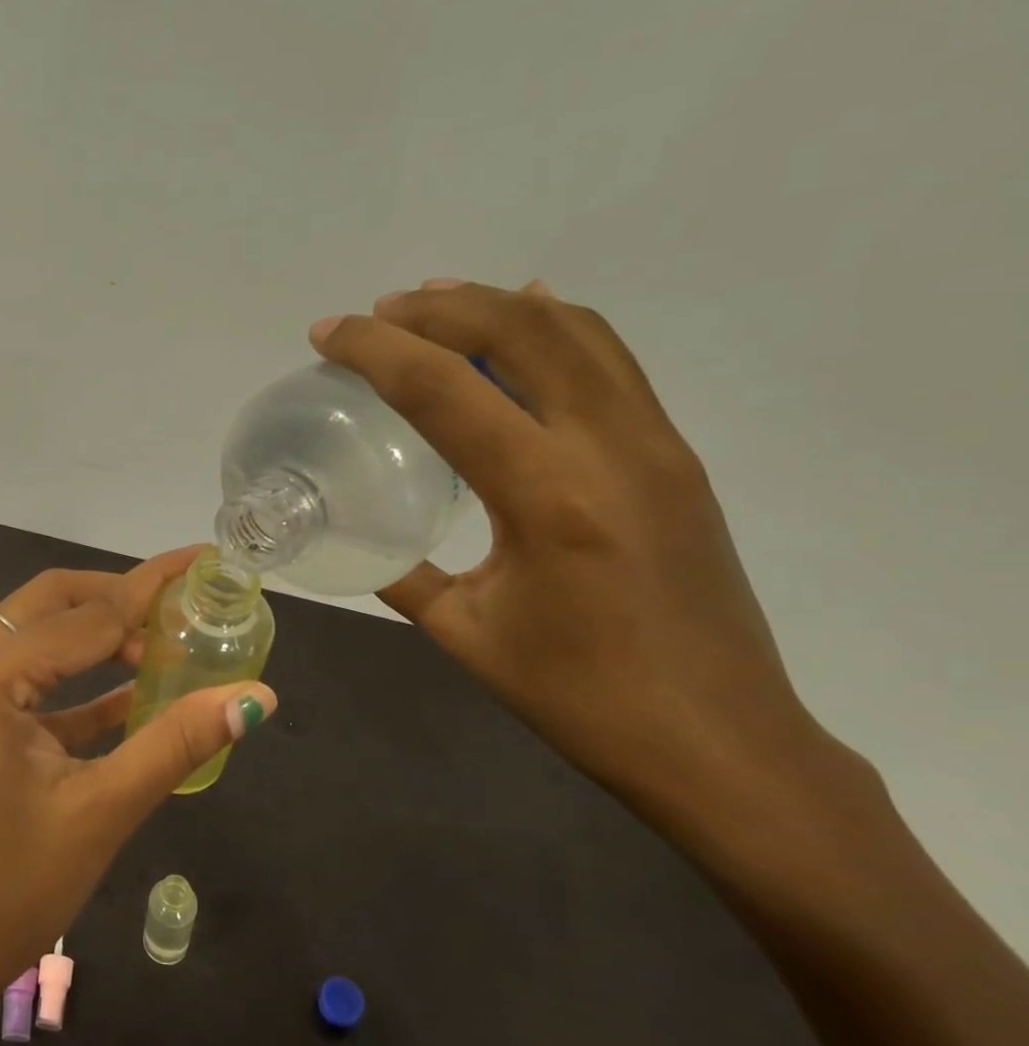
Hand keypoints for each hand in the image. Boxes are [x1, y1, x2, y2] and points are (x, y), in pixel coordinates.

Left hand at [0, 549, 277, 1010]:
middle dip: (119, 596)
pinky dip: (76, 684)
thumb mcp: (99, 813)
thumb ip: (176, 744)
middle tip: (184, 598)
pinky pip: (26, 685)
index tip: (202, 561)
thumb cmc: (1, 892)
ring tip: (167, 643)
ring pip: (37, 640)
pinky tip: (131, 694)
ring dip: (97, 637)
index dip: (150, 589)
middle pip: (51, 604)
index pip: (86, 615)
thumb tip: (256, 697)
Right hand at [311, 279, 878, 852]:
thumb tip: (359, 537)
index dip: (376, 350)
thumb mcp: (464, 633)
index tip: (326, 334)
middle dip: (435, 308)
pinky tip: (525, 318)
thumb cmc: (579, 697)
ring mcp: (654, 443)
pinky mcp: (674, 455)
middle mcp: (609, 446)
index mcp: (546, 496)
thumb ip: (402, 573)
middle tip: (375, 315)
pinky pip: (612, 361)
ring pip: (576, 330)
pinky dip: (557, 325)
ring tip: (433, 303)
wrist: (720, 742)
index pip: (445, 389)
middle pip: (519, 330)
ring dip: (496, 303)